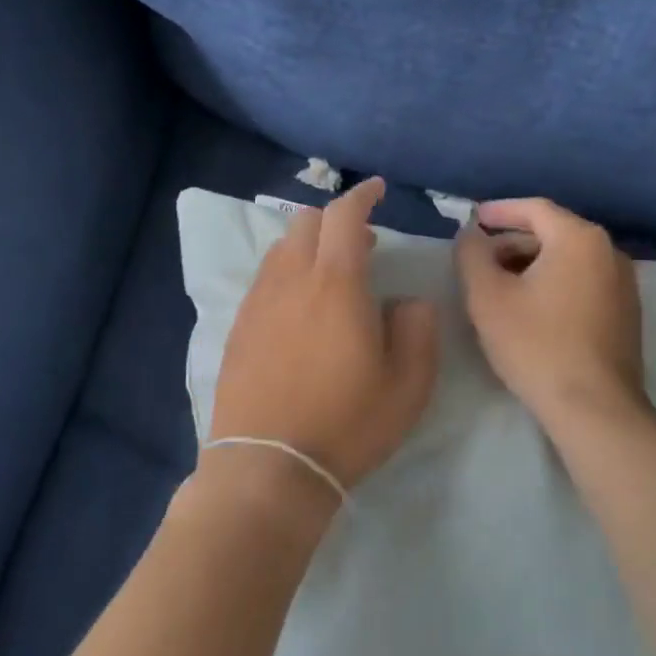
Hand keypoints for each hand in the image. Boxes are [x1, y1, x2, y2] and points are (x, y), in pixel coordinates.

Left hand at [209, 178, 439, 492]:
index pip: (344, 216)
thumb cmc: (347, 423)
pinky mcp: (238, 327)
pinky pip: (264, 279)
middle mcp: (290, 280)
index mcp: (336, 283)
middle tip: (363, 242)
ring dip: (308, 245)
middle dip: (335, 218)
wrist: (269, 465)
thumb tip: (405, 300)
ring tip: (332, 273)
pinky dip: (286, 272)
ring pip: (280, 249)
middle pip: (306, 223)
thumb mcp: (409, 383)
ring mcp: (258, 302)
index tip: (377, 189)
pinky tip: (299, 305)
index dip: (362, 195)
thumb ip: (417, 328)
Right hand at [456, 198, 647, 429]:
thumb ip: (472, 254)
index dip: (499, 211)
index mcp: (579, 238)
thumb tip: (472, 235)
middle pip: (553, 232)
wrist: (593, 408)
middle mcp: (609, 252)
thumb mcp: (487, 296)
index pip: (534, 208)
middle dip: (513, 242)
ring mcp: (624, 283)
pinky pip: (583, 281)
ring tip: (500, 286)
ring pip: (568, 259)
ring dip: (531, 264)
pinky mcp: (626, 312)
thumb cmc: (535, 344)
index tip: (473, 220)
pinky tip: (531, 309)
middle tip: (480, 261)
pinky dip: (554, 283)